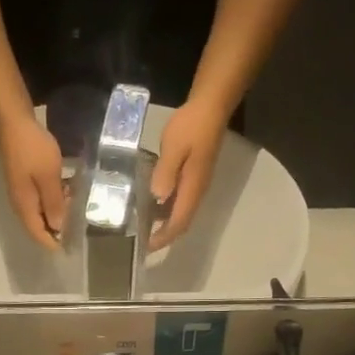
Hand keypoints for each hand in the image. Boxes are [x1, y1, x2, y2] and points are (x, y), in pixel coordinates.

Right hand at [0, 115, 65, 250]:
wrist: (12, 121)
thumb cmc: (32, 149)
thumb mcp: (49, 177)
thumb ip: (54, 204)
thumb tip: (59, 228)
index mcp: (24, 207)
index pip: (38, 235)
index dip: (54, 243)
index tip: (72, 244)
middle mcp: (20, 204)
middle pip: (39, 225)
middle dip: (58, 226)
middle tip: (78, 218)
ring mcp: (21, 191)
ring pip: (41, 211)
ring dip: (57, 210)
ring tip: (76, 201)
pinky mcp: (25, 179)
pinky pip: (41, 197)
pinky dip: (54, 197)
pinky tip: (67, 186)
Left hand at [149, 97, 228, 249]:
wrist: (212, 106)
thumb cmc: (192, 125)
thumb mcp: (174, 147)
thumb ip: (166, 172)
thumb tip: (158, 197)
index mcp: (193, 188)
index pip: (179, 222)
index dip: (164, 237)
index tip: (146, 247)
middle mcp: (197, 191)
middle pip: (182, 221)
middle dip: (164, 234)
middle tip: (142, 240)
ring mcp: (198, 183)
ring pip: (182, 211)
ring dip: (165, 222)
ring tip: (144, 225)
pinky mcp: (195, 175)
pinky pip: (181, 199)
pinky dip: (167, 207)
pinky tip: (152, 201)